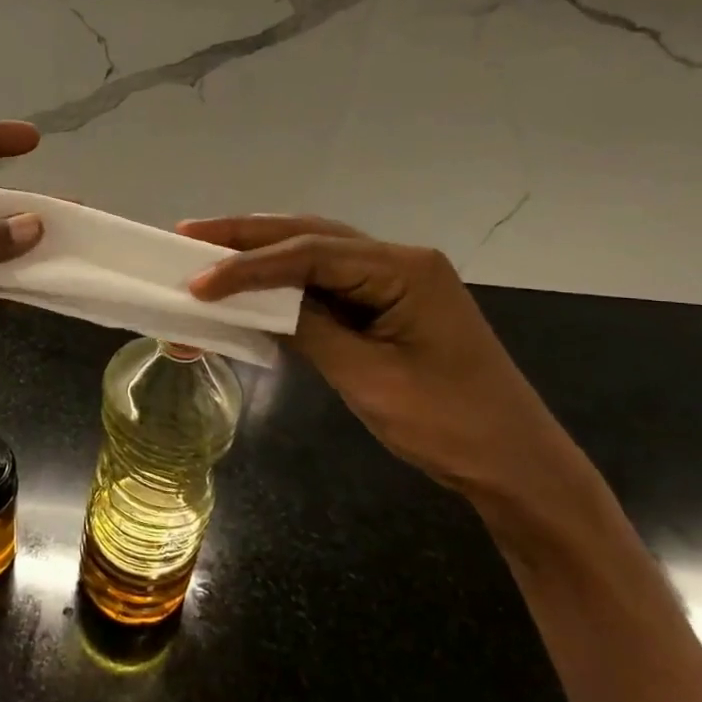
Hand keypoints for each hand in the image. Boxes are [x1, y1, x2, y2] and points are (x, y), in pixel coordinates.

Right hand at [180, 215, 598, 509]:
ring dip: (260, 255)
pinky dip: (283, 286)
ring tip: (206, 252)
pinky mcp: (385, 308)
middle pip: (309, 236)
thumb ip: (309, 329)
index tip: (196, 281)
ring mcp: (393, 283)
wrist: (515, 466)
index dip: (247, 266)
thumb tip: (254, 302)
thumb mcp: (369, 378)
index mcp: (403, 269)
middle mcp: (398, 262)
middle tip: (186, 235)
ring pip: (314, 254)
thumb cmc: (449, 424)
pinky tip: (250, 287)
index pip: (310, 253)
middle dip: (246, 237)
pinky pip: (324, 286)